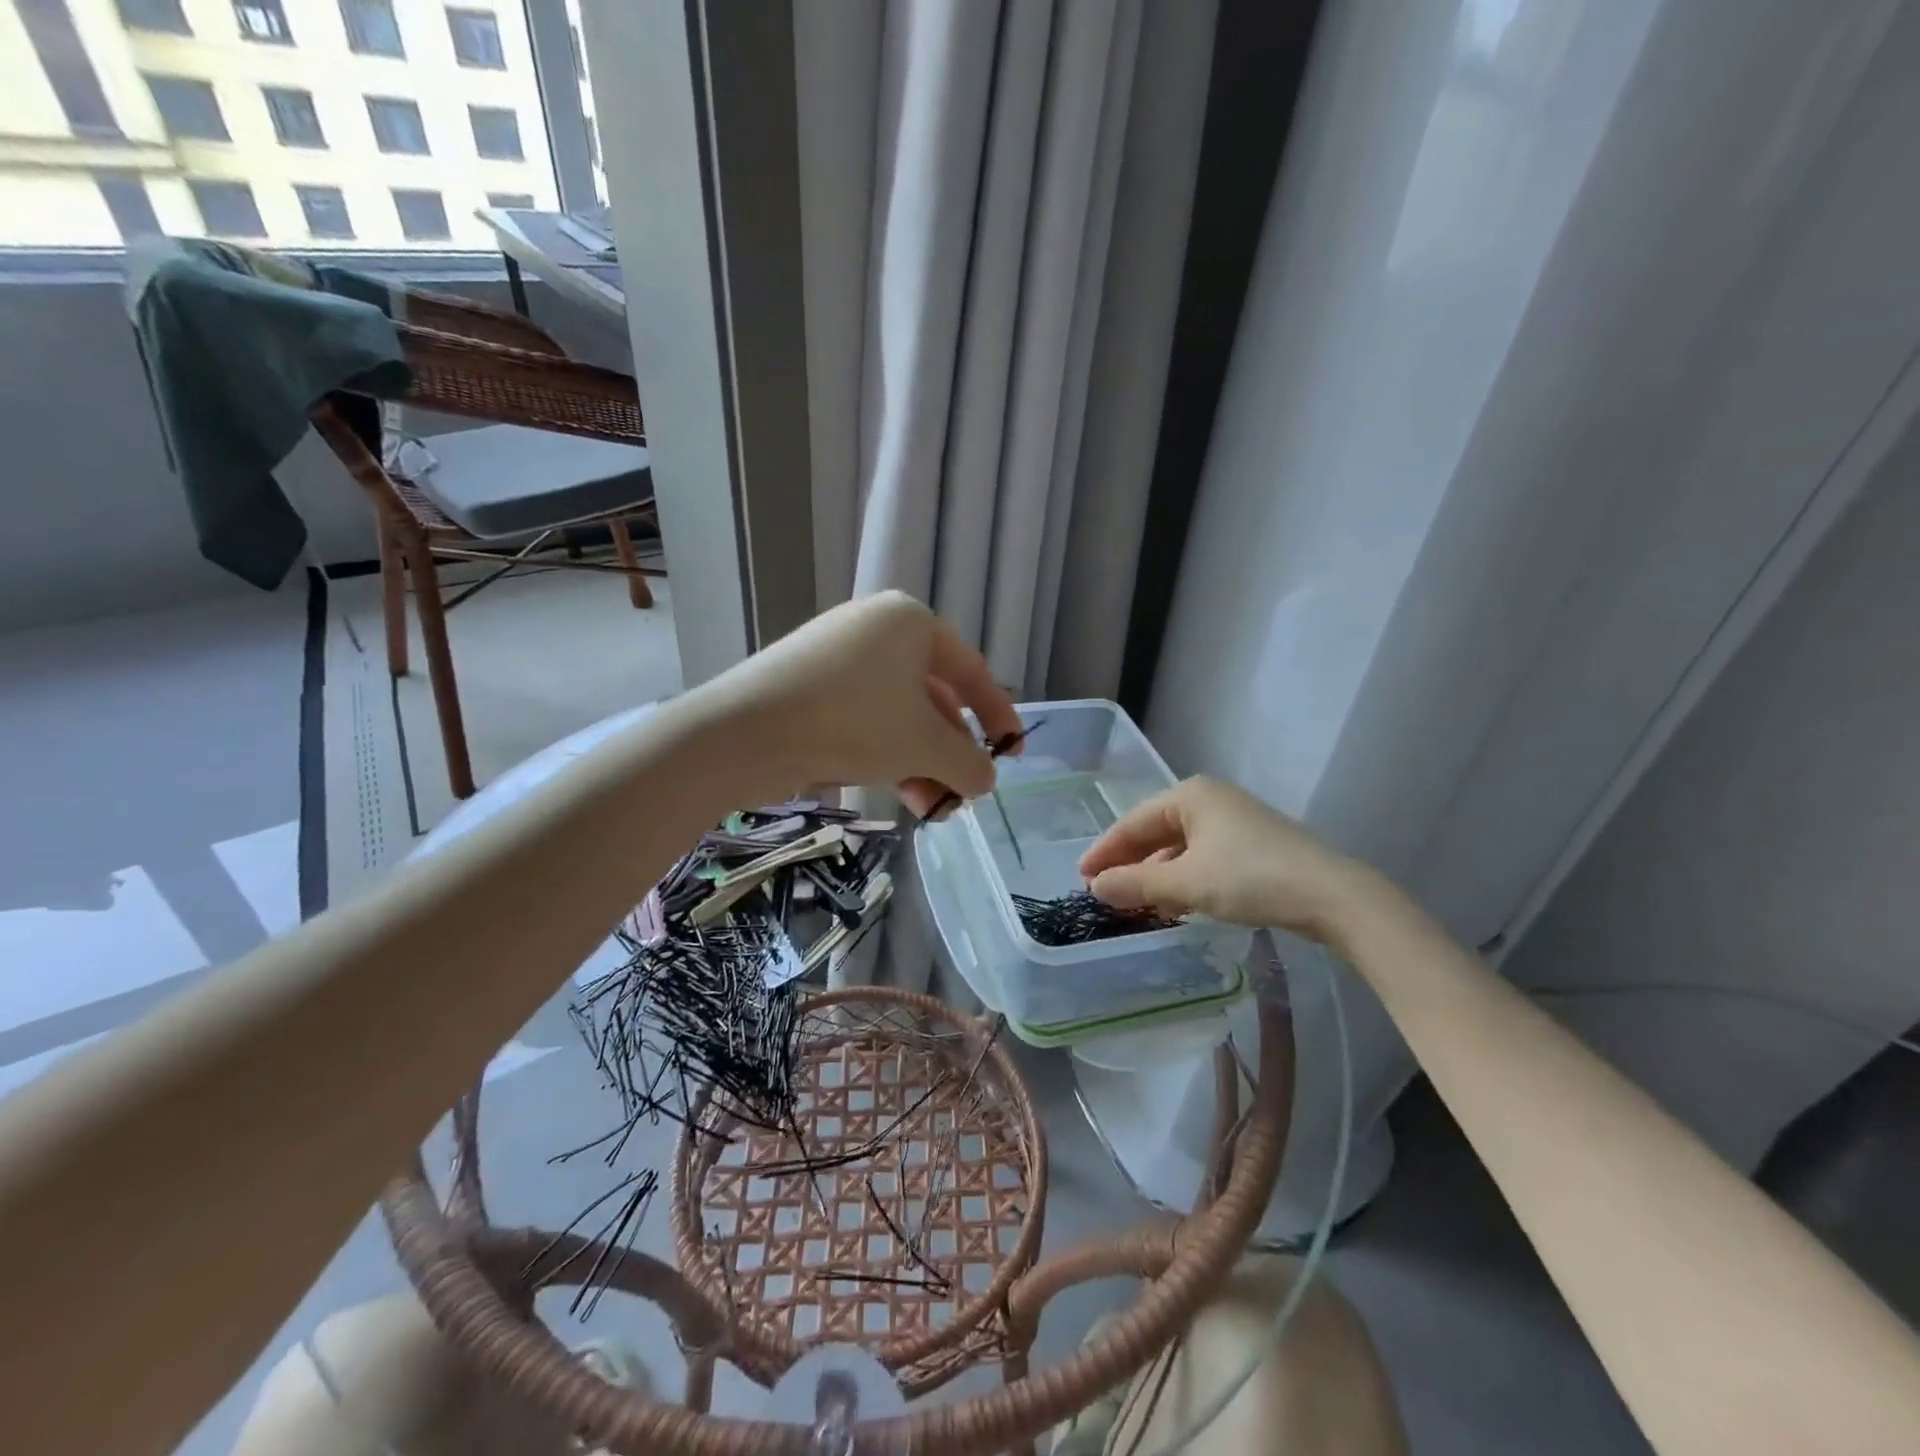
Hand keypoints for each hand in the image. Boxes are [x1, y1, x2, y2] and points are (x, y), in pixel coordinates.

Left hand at [697, 591, 1022, 817]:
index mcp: (911, 623)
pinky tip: (900, 795)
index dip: (998, 717)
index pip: (972, 672)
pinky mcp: (811, 688)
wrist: (745, 733)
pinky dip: (889, 755)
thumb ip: (968, 763)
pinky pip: (867, 720)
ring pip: (899, 715)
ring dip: (923, 763)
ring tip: (932, 809)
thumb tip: (985, 781)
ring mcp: (839, 659)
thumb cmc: (853, 720)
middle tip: (963, 795)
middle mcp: (877, 631)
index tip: (1012, 755)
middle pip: (934, 698)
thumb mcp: (923, 744)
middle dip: (952, 753)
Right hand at [1078, 776, 1384, 943]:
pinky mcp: (1252, 847)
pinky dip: (1183, 880)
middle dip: (1130, 864)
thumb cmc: (1251, 878)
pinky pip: (1202, 859)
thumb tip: (1095, 887)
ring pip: (1180, 848)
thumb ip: (1137, 885)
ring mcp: (1234, 823)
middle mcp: (1210, 801)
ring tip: (1134, 903)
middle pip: (1156, 832)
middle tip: (1103, 890)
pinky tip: (1174, 904)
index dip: (1105, 851)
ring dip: (1156, 875)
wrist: (1331, 895)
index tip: (1082, 876)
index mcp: (1190, 796)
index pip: (1134, 822)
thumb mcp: (1187, 884)